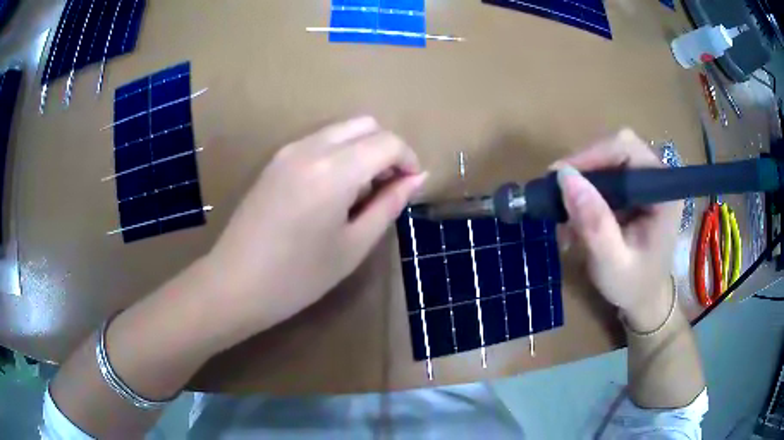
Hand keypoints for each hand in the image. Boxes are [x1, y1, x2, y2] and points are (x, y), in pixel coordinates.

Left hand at [207, 116, 425, 341]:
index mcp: (335, 170)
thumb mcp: (353, 245)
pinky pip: (319, 142)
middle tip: (387, 188)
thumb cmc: (299, 277)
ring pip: (341, 130)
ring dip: (362, 151)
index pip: (387, 142)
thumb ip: (389, 205)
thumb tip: (417, 178)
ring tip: (359, 194)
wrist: (236, 284)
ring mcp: (288, 150)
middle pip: (365, 124)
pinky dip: (339, 155)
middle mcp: (311, 147)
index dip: (408, 160)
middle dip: (386, 150)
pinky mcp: (275, 160)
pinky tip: (332, 192)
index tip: (411, 186)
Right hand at [555, 129, 681, 331]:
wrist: (644, 300)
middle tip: (558, 196)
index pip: (628, 149)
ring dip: (582, 184)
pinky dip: (585, 193)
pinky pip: (605, 177)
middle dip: (584, 170)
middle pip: (615, 149)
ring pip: (607, 161)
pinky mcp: (634, 191)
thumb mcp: (612, 262)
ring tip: (564, 216)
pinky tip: (575, 220)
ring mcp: (645, 184)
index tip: (559, 177)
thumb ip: (594, 223)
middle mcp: (657, 179)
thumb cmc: (633, 286)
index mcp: (663, 193)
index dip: (592, 155)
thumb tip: (564, 177)